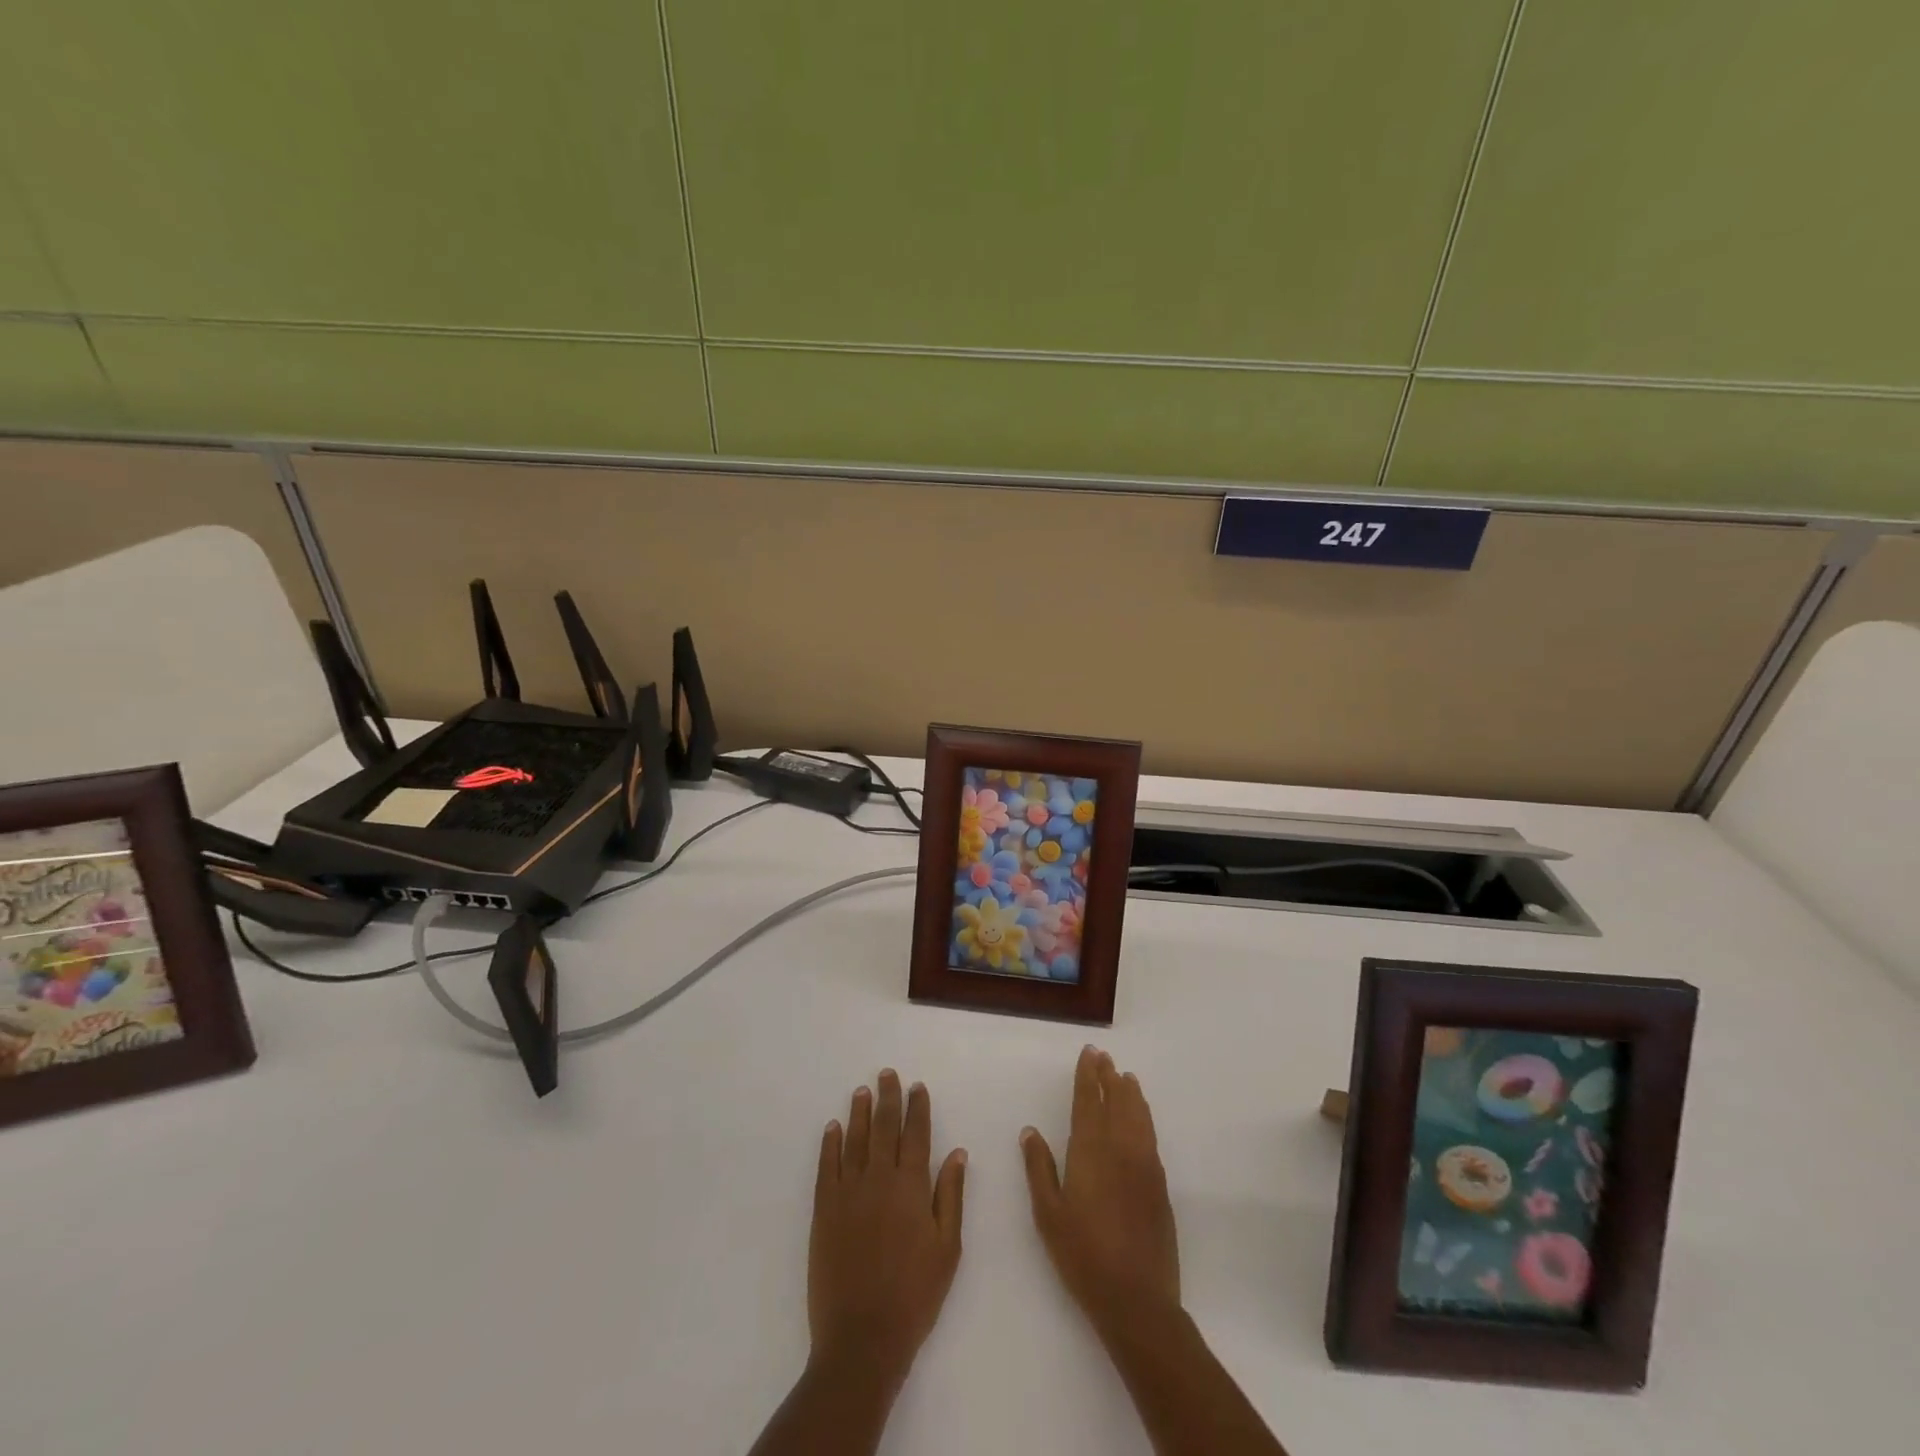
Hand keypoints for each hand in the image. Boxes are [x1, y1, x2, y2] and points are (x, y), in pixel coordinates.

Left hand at [809, 1069, 966, 1392]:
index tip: (916, 1087)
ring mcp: (848, 1192)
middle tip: (887, 1074)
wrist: (863, 1337)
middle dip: (888, 1098)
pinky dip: (830, 1143)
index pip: (916, 1135)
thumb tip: (957, 1152)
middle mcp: (879, 1178)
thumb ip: (951, 1196)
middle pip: (884, 1127)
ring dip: (859, 1112)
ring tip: (862, 1091)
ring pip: (855, 1140)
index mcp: (912, 1187)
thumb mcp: (948, 1248)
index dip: (917, 1108)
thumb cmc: (915, 1295)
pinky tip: (833, 1127)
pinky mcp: (824, 1210)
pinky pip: (827, 1166)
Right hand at [1021, 1046, 1180, 1333]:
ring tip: (1126, 1077)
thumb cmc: (1083, 1255)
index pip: (1089, 1101)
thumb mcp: (1048, 1214)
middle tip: (1104, 1057)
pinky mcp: (1160, 1184)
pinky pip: (1151, 1136)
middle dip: (1109, 1077)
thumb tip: (1030, 1131)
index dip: (1088, 1075)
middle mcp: (1120, 1148)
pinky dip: (1145, 1116)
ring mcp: (1144, 1165)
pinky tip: (1141, 1117)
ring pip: (1138, 1116)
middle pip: (1116, 1101)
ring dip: (1130, 1093)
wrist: (1137, 1299)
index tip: (1089, 1053)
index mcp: (1090, 1151)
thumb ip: (1039, 1168)